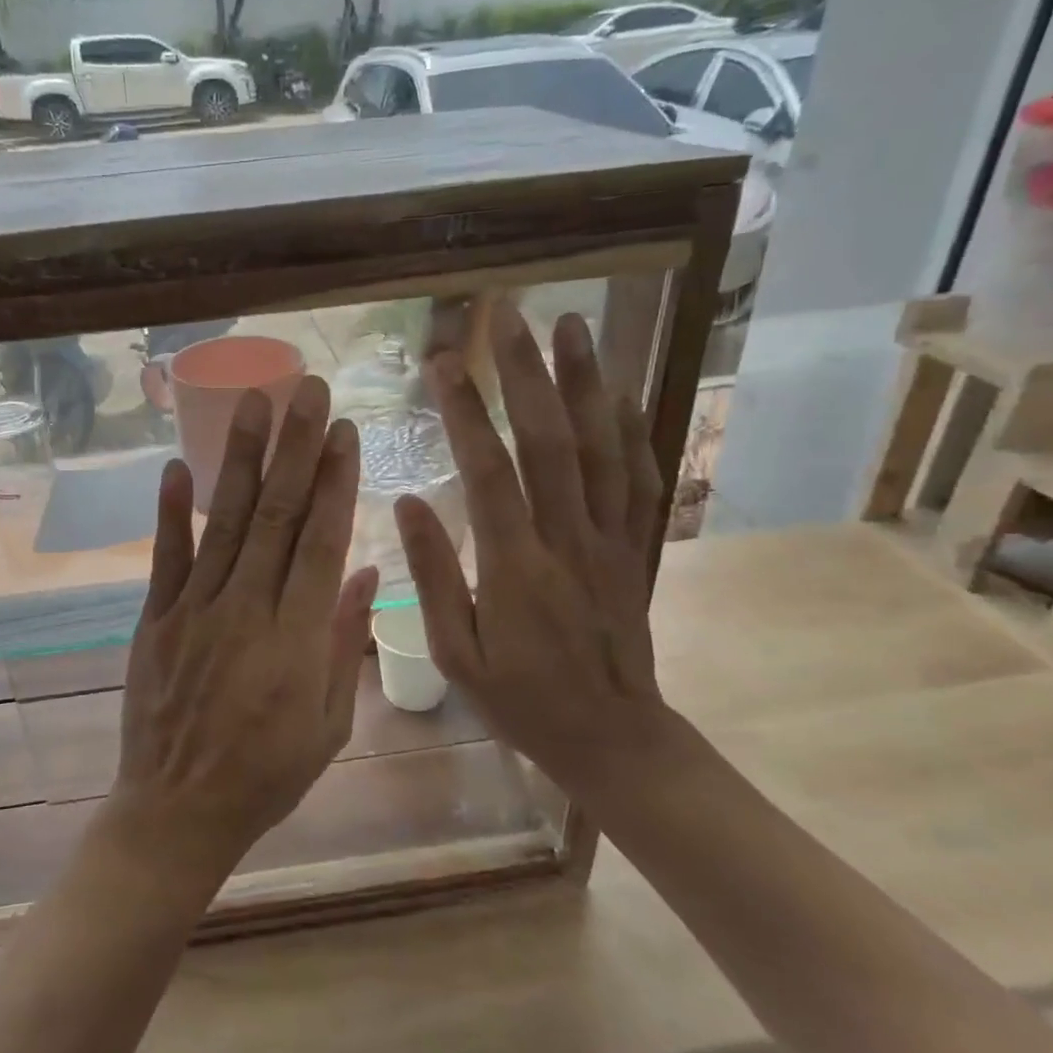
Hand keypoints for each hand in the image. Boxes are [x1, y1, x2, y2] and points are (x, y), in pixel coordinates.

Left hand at [112, 376, 379, 885]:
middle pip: (277, 516)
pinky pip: (165, 558)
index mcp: (297, 640)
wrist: (177, 812)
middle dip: (296, 447)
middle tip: (308, 389)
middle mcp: (247, 612)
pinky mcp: (154, 620)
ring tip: (254, 402)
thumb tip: (366, 571)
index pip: (322, 542)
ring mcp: (195, 612)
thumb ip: (346, 642)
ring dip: (241, 459)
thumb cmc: (267, 774)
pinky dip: (171, 511)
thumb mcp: (330, 725)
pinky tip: (177, 465)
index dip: (335, 482)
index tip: (345, 432)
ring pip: (226, 522)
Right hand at [395, 302, 665, 791]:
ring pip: (601, 447)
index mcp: (515, 565)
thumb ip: (432, 574)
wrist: (613, 737)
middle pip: (549, 440)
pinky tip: (619, 392)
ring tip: (570, 326)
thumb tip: (412, 500)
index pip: (488, 470)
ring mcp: (611, 539)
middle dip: (527, 372)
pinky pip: (640, 478)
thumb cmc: (521, 699)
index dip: (464, 412)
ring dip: (585, 381)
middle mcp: (568, 538)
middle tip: (508, 315)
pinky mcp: (636, 548)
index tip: (442, 363)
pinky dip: (631, 430)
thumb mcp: (457, 653)